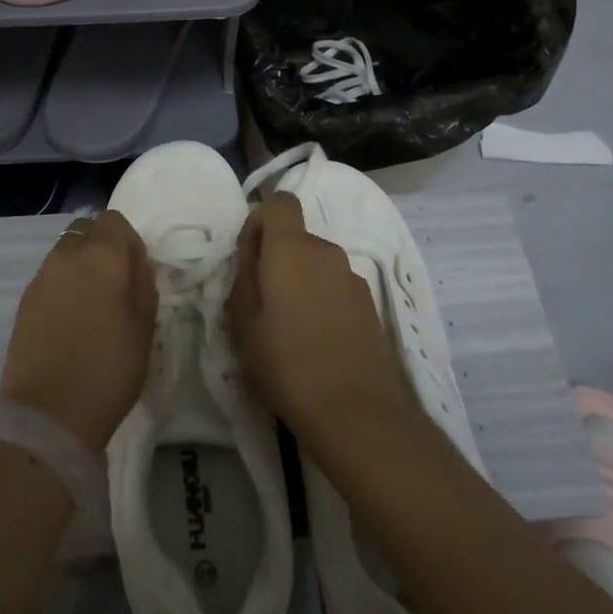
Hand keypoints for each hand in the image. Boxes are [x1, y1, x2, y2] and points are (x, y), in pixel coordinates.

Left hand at [0, 210, 156, 453]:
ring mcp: (41, 276)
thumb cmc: (109, 367)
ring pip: (65, 252)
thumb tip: (133, 262)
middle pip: (86, 230)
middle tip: (114, 284)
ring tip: (91, 304)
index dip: (127, 239)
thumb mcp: (145, 325)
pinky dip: (62, 285)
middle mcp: (68, 255)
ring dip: (80, 265)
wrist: (48, 413)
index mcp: (102, 254)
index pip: (114, 220)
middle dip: (101, 246)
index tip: (135, 269)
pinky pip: (50, 276)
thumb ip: (142, 281)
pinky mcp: (24, 300)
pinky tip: (70, 319)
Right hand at [228, 192, 412, 449]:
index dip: (261, 220)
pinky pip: (335, 287)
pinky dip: (322, 301)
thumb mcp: (242, 323)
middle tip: (261, 305)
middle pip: (296, 237)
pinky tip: (317, 343)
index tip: (250, 257)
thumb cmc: (286, 364)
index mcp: (291, 248)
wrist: (355, 412)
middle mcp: (326, 252)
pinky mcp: (370, 305)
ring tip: (290, 330)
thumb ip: (243, 276)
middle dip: (277, 259)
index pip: (280, 201)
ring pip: (316, 264)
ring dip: (301, 282)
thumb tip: (251, 252)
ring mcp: (353, 278)